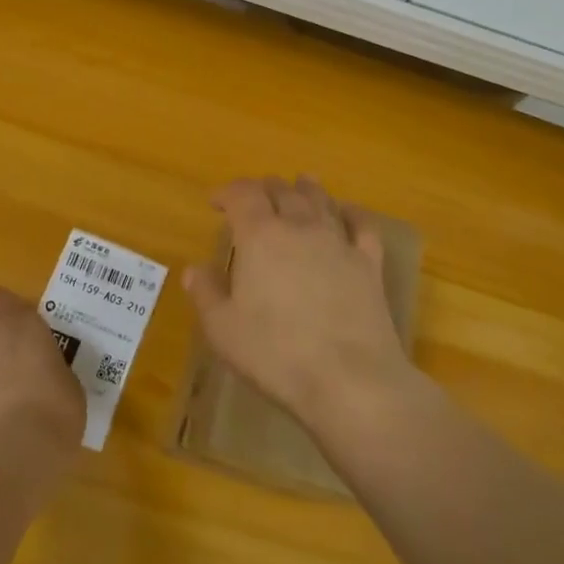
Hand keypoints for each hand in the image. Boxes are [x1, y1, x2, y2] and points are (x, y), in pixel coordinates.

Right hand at [183, 176, 414, 430]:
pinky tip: (348, 213)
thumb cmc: (276, 354)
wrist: (350, 379)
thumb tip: (194, 268)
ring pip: (320, 200)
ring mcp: (338, 242)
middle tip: (253, 198)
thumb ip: (206, 293)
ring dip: (305, 189)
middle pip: (281, 191)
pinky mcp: (368, 264)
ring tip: (299, 183)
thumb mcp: (223, 330)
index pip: (242, 194)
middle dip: (263, 189)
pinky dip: (352, 213)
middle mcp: (300, 227)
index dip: (227, 192)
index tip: (215, 202)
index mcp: (260, 236)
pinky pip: (362, 225)